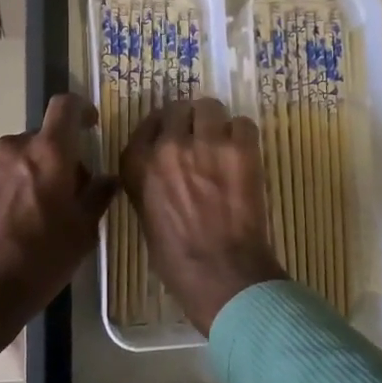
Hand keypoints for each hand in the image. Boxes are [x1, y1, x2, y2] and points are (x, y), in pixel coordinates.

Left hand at [0, 93, 115, 365]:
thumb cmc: (39, 262)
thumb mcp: (82, 233)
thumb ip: (97, 196)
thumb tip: (106, 178)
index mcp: (49, 153)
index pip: (66, 107)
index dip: (81, 110)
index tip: (89, 126)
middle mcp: (12, 146)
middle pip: (40, 139)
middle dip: (54, 158)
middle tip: (59, 195)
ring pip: (13, 156)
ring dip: (24, 172)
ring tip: (25, 211)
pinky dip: (0, 184)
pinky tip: (0, 217)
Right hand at [120, 98, 285, 335]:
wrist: (222, 274)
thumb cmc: (177, 259)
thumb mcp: (145, 216)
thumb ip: (149, 183)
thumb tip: (163, 169)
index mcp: (138, 164)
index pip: (147, 124)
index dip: (162, 128)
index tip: (171, 135)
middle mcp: (168, 145)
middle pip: (178, 109)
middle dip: (188, 121)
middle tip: (199, 138)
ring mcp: (206, 143)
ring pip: (210, 107)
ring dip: (215, 122)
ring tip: (223, 142)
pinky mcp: (241, 148)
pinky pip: (243, 123)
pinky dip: (243, 135)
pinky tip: (243, 154)